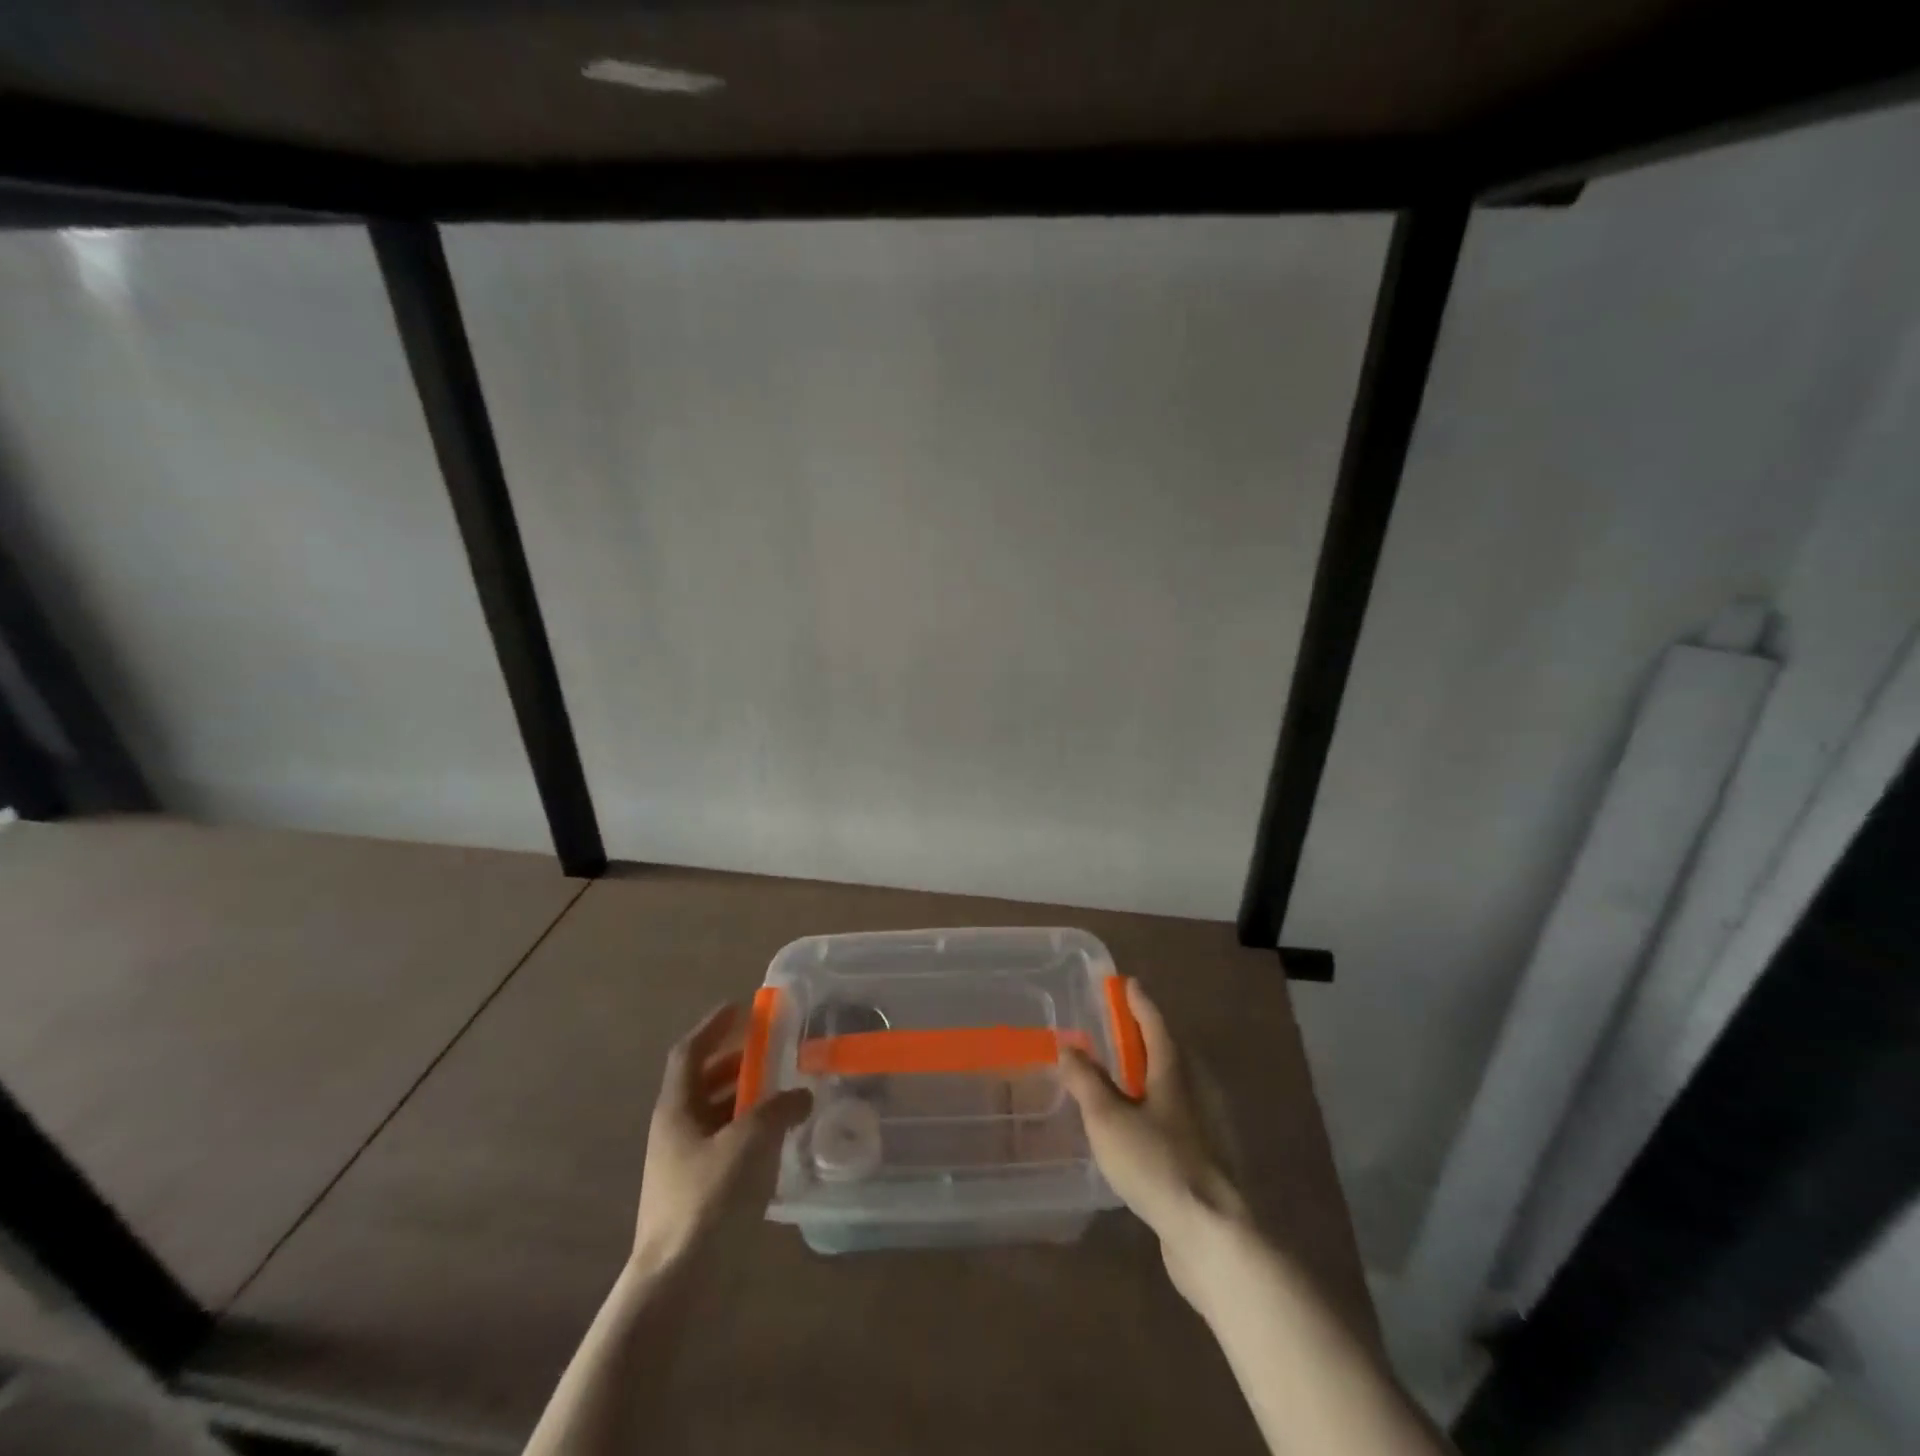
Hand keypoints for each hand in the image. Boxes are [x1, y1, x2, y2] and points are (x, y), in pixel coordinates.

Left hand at [634, 1002, 812, 1272]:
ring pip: (716, 1115)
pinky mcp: (697, 1194)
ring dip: (745, 1099)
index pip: (690, 1052)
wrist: (677, 1283)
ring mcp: (683, 1165)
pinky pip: (724, 1146)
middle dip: (736, 1063)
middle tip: (771, 1051)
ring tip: (782, 1094)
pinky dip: (748, 1133)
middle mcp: (675, 1130)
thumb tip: (801, 1094)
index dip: (713, 1026)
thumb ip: (779, 1109)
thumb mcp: (750, 1142)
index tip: (740, 1007)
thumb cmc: (708, 1199)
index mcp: (677, 1109)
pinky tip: (776, 1142)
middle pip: (703, 1082)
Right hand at [1060, 978, 1248, 1299]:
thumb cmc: (1157, 1164)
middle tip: (1114, 1029)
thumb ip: (1086, 1081)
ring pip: (1170, 1087)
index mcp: (1174, 1072)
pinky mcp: (1203, 1159)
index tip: (1126, 982)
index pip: (1155, 1023)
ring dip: (1145, 1075)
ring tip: (1116, 1077)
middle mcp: (1193, 1091)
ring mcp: (1203, 1127)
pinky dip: (1150, 1108)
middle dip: (1141, 1037)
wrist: (1212, 1235)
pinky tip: (1134, 1128)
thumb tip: (1069, 1047)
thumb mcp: (1108, 1119)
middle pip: (1167, 1052)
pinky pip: (1171, 1117)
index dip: (1138, 1002)